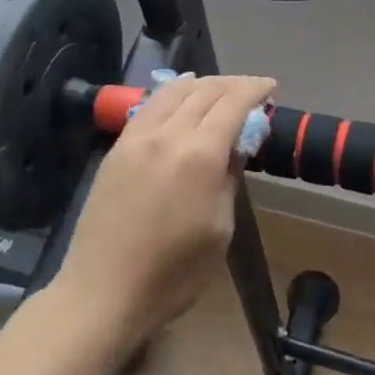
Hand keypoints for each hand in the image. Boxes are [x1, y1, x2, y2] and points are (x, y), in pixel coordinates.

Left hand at [51, 74, 275, 352]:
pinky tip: (179, 96)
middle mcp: (168, 134)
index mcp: (199, 155)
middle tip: (252, 90)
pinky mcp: (118, 147)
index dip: (254, 90)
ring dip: (202, 84)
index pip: (232, 104)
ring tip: (219, 88)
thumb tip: (235, 147)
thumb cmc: (173, 274)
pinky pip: (150, 106)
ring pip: (174, 91)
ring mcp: (138, 137)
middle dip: (232, 84)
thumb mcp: (219, 230)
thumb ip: (229, 179)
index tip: (271, 87)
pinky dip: (172, 93)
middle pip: (204, 92)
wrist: (103, 291)